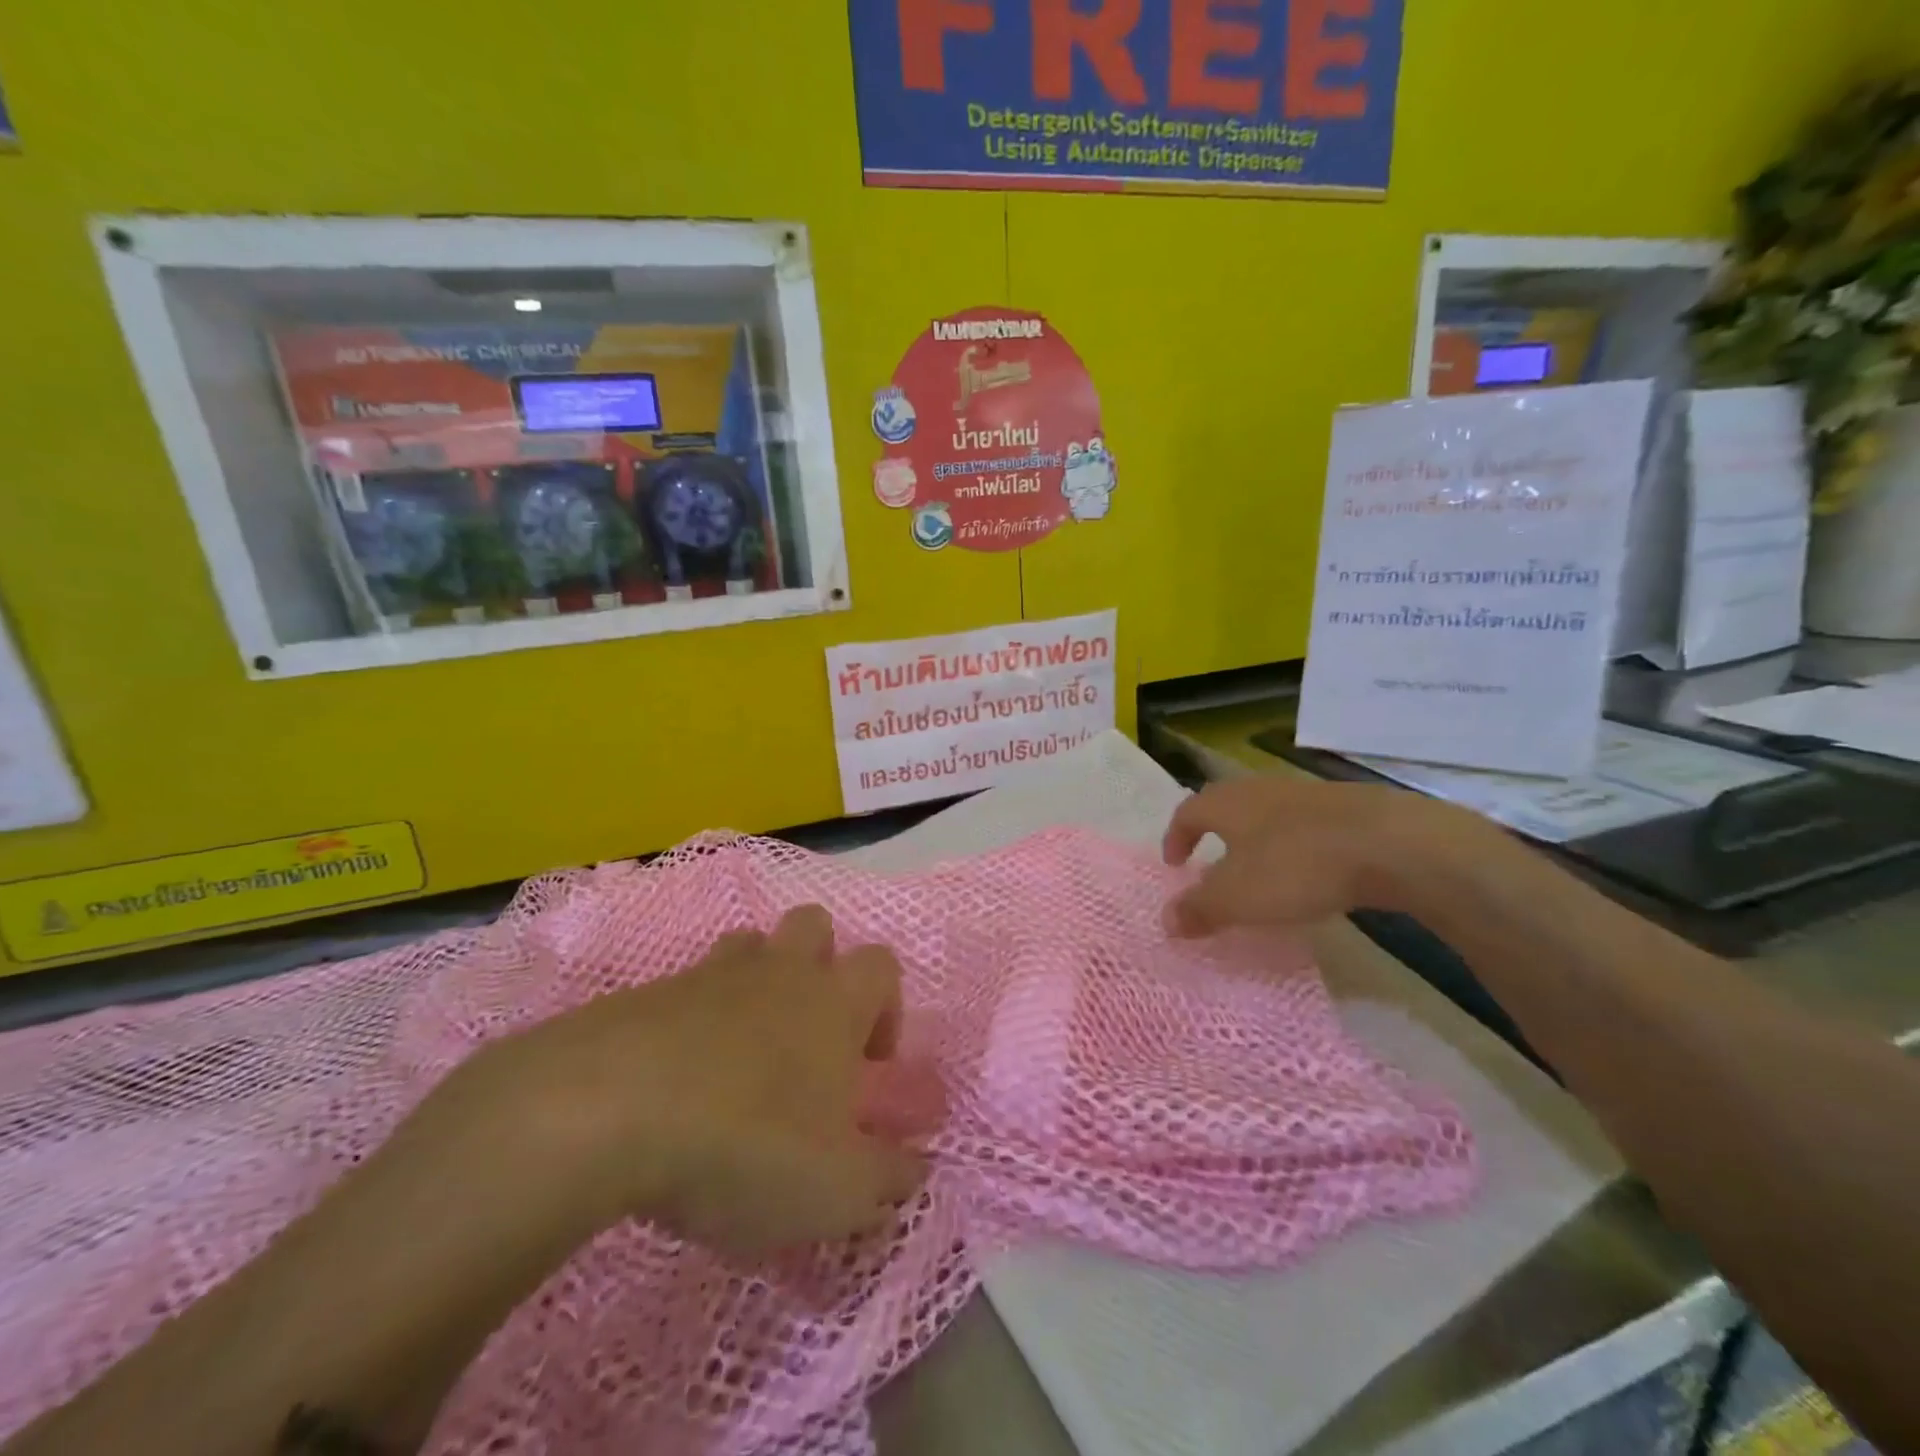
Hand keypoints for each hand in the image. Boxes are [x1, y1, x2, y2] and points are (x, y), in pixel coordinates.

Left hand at [427, 905, 927, 1256]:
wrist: (607, 1112)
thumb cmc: (747, 1142)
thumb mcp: (837, 1190)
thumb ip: (888, 1179)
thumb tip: (915, 1166)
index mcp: (833, 1000)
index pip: (881, 967)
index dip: (886, 1009)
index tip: (867, 1069)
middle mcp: (778, 971)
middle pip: (813, 926)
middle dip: (820, 965)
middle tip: (806, 1037)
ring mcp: (708, 976)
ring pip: (747, 948)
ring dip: (754, 985)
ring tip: (740, 1056)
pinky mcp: (646, 995)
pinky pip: (684, 992)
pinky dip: (691, 1023)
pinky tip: (673, 1084)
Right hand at [1161, 776, 1480, 936]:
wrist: (1391, 842)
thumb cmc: (1297, 866)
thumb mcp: (1238, 898)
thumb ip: (1199, 909)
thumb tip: (1165, 921)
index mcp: (1226, 803)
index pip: (1187, 812)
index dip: (1176, 838)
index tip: (1175, 863)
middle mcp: (1258, 789)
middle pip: (1225, 806)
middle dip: (1213, 834)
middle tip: (1210, 864)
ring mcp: (1304, 793)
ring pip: (1265, 813)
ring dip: (1254, 839)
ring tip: (1259, 871)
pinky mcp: (1344, 805)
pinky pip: (1302, 824)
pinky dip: (1292, 844)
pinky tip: (1308, 870)